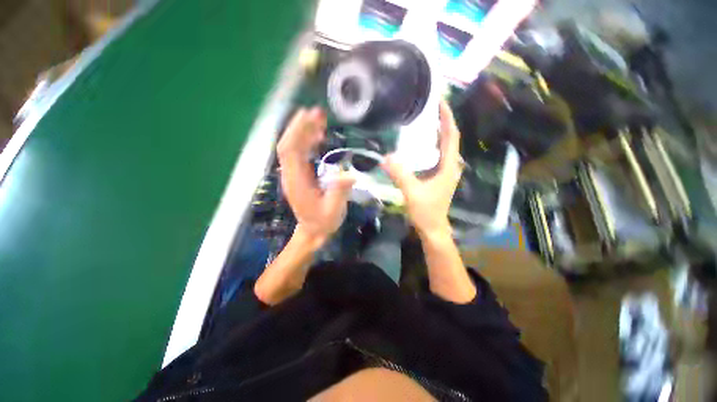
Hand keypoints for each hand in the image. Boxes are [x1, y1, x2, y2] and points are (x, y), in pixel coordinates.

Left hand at [277, 107, 354, 243]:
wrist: (313, 230)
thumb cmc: (324, 221)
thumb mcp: (334, 210)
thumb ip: (339, 192)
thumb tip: (349, 173)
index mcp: (297, 182)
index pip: (290, 151)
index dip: (297, 131)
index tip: (310, 116)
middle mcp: (291, 174)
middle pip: (289, 144)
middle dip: (300, 126)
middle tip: (317, 112)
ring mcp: (294, 174)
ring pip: (293, 147)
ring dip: (304, 131)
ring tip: (320, 119)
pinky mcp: (299, 174)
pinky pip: (300, 153)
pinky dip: (307, 141)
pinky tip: (319, 136)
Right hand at [382, 100, 462, 238]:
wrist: (433, 228)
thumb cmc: (426, 212)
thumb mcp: (412, 193)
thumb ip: (400, 175)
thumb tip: (385, 157)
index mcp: (448, 167)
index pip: (451, 136)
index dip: (447, 118)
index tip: (440, 102)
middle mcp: (450, 166)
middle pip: (449, 138)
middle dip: (441, 121)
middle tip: (428, 108)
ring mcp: (445, 172)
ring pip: (443, 147)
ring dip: (436, 133)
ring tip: (423, 121)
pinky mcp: (439, 177)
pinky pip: (436, 156)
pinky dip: (430, 146)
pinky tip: (418, 144)